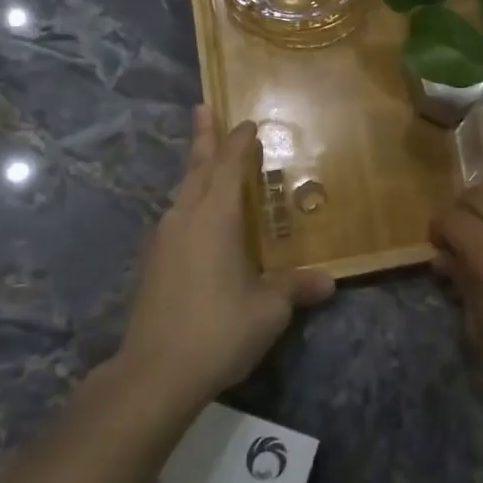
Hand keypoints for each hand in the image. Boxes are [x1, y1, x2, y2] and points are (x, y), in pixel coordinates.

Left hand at [119, 107, 334, 409]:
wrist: (155, 373)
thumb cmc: (219, 329)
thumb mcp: (268, 309)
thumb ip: (295, 288)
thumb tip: (329, 281)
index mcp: (214, 217)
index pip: (228, 165)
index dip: (238, 141)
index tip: (247, 123)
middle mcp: (185, 218)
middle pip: (196, 168)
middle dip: (203, 137)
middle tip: (203, 108)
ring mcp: (163, 240)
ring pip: (182, 192)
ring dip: (195, 170)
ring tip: (204, 161)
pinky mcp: (153, 264)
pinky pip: (176, 217)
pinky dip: (189, 202)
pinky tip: (195, 219)